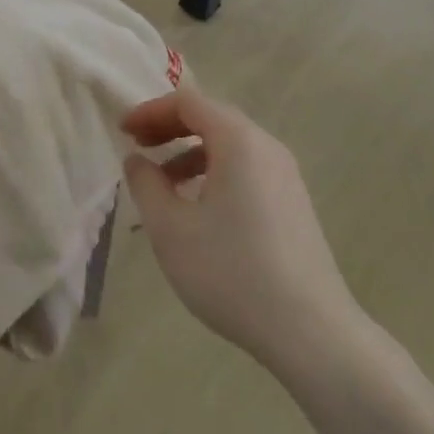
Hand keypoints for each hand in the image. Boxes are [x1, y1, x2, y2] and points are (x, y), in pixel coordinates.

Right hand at [122, 90, 361, 374]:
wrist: (311, 332)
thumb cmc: (232, 272)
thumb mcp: (171, 229)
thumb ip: (146, 185)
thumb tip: (137, 160)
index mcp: (238, 140)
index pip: (188, 102)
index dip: (150, 110)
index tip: (122, 131)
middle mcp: (266, 146)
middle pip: (211, 117)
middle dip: (169, 127)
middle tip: (138, 147)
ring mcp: (285, 175)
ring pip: (229, 145)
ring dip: (190, 152)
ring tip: (162, 184)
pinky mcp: (293, 202)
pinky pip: (246, 168)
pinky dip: (214, 172)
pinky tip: (199, 210)